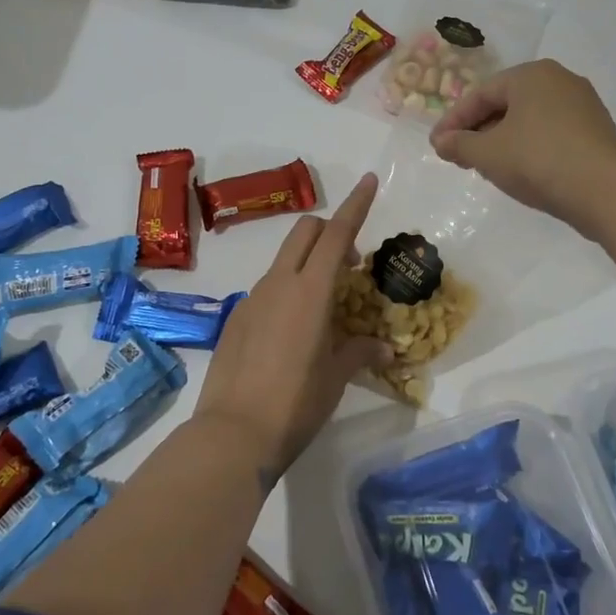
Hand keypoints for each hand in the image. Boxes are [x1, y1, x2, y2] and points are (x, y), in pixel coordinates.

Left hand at [190, 174, 393, 485]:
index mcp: (310, 292)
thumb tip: (383, 348)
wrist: (232, 434)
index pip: (337, 234)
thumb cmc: (295, 404)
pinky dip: (288, 290)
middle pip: (305, 232)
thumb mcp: (335, 378)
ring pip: (284, 260)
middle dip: (331, 231)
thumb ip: (359, 352)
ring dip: (308, 264)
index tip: (368, 180)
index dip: (355, 205)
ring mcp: (252, 300)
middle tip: (351, 265)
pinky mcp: (236, 319)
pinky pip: (267, 289)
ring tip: (325, 307)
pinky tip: (294, 333)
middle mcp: (278, 284)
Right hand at [430, 59, 615, 236]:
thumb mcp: (488, 154)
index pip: (480, 94)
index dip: (453, 121)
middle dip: (478, 130)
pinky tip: (520, 170)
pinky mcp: (596, 131)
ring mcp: (582, 105)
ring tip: (486, 166)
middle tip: (459, 156)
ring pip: (528, 119)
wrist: (607, 191)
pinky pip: (550, 133)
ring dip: (502, 140)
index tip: (437, 146)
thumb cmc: (539, 160)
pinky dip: (528, 147)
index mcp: (531, 75)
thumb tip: (441, 141)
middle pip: (505, 104)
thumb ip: (459, 144)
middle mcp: (559, 80)